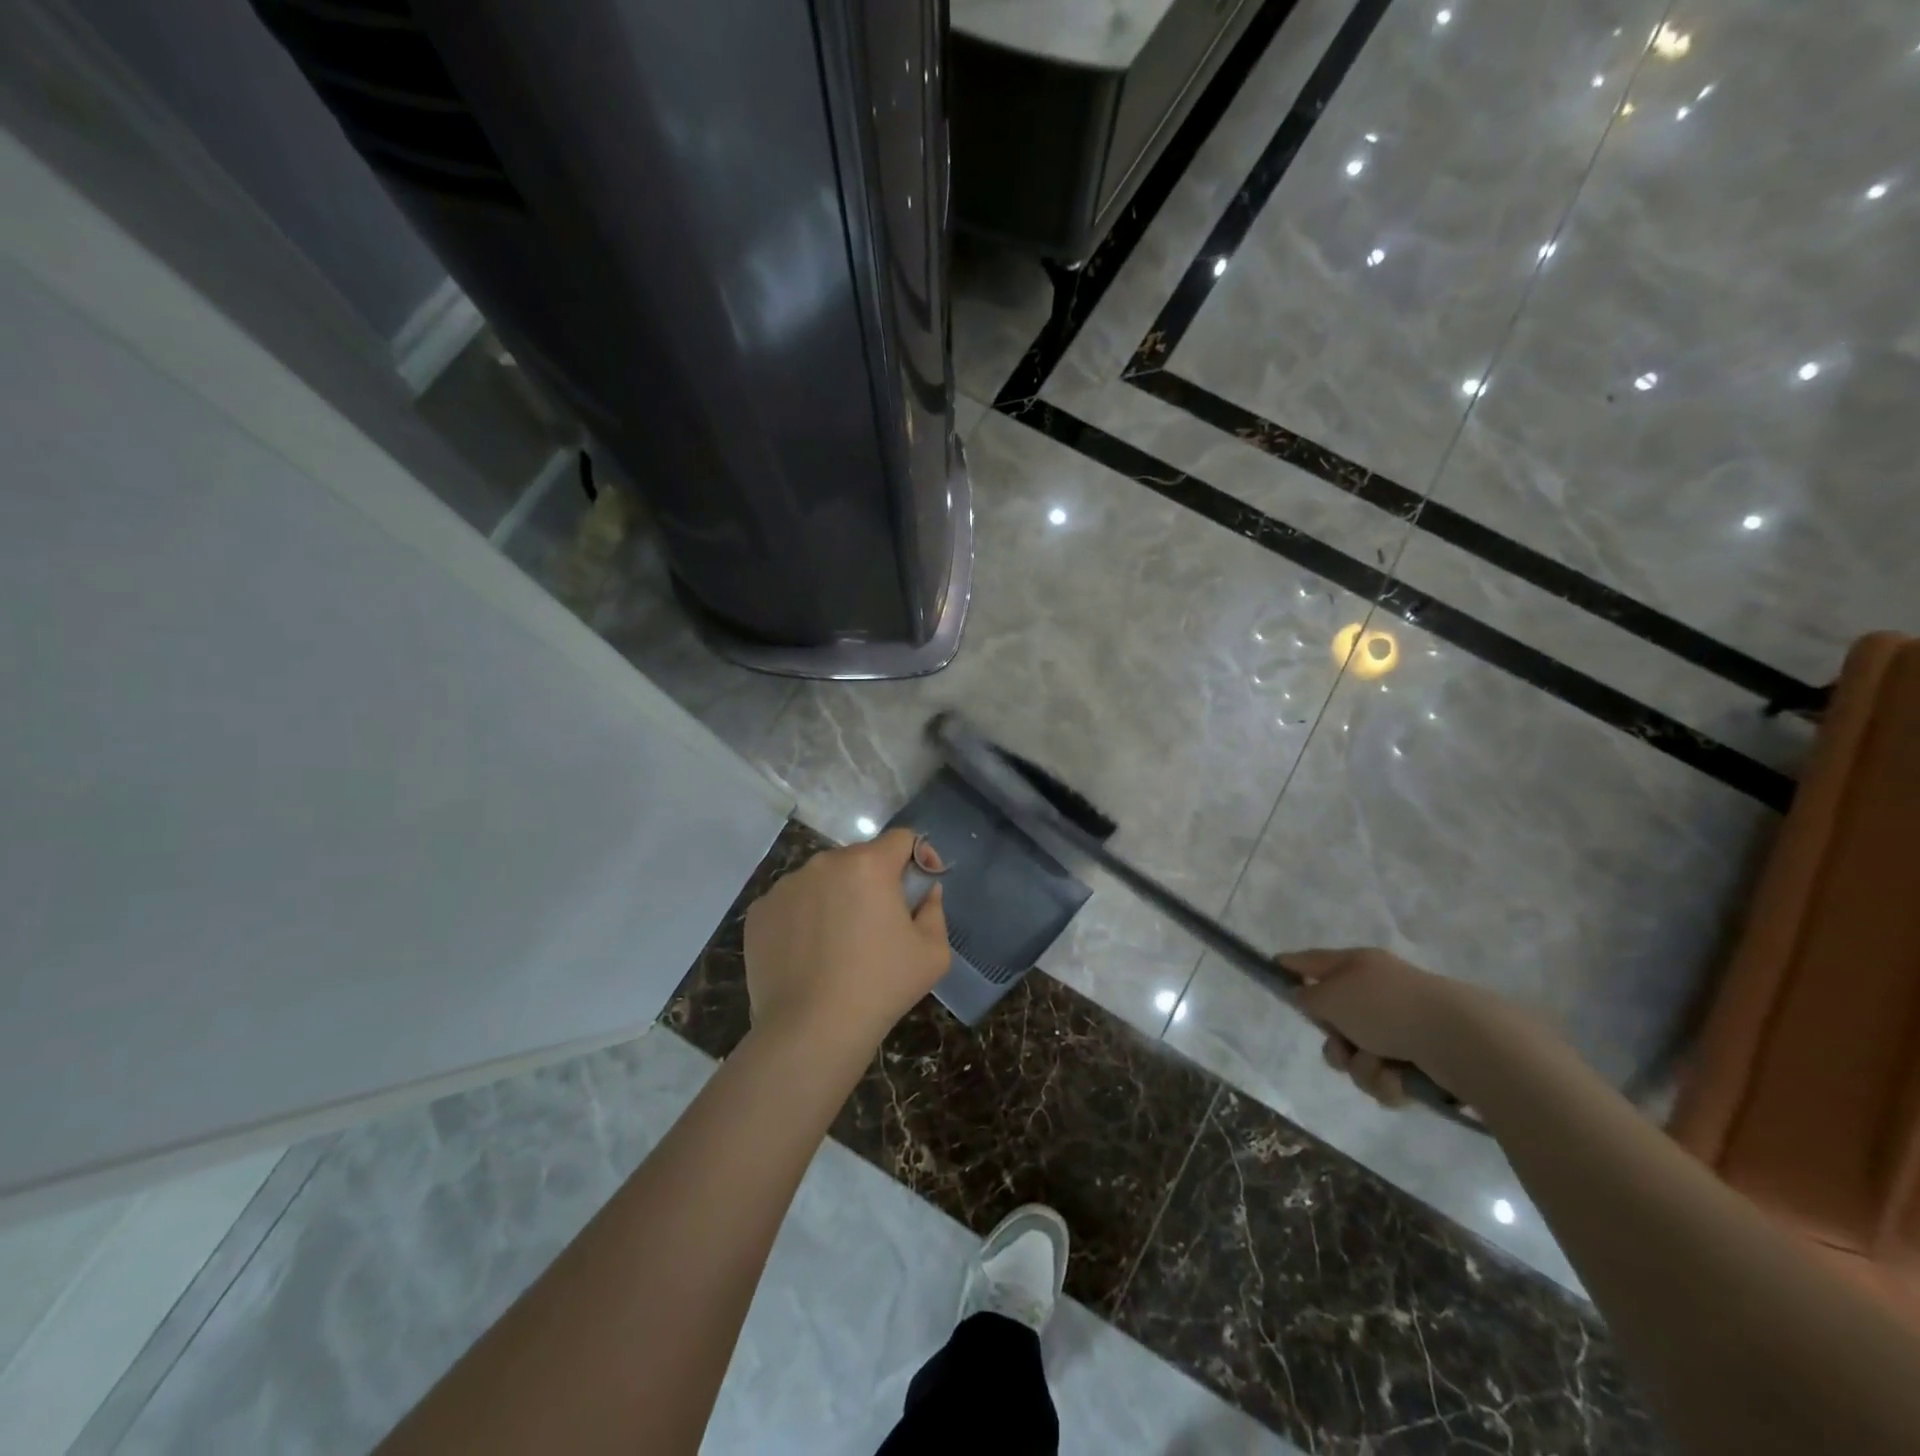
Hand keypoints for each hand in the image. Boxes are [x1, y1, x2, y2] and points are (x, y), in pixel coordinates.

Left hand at [743, 829, 950, 1054]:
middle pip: (860, 859)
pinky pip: (793, 902)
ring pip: (823, 880)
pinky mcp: (760, 911)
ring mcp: (786, 885)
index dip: (918, 857)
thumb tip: (925, 891)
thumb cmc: (880, 987)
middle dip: (876, 881)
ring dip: (838, 897)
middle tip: (881, 923)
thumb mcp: (933, 953)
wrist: (810, 1030)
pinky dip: (805, 917)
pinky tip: (809, 954)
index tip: (920, 888)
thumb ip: (934, 909)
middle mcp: (824, 863)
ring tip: (841, 943)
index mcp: (869, 865)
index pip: (902, 838)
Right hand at [1281, 947, 1491, 1108]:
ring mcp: (1401, 1027)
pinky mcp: (1421, 1060)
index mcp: (1358, 966)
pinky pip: (1384, 1076)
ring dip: (1361, 1067)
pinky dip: (1387, 1082)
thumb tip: (1301, 994)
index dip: (1291, 966)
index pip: (1313, 961)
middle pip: (1334, 1020)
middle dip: (1334, 1042)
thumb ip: (1308, 997)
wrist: (1461, 1042)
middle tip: (1342, 1046)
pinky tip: (1401, 1080)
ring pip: (1357, 1055)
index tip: (1274, 972)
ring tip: (1380, 1066)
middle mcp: (1377, 993)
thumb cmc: (1388, 1008)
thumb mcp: (1333, 996)